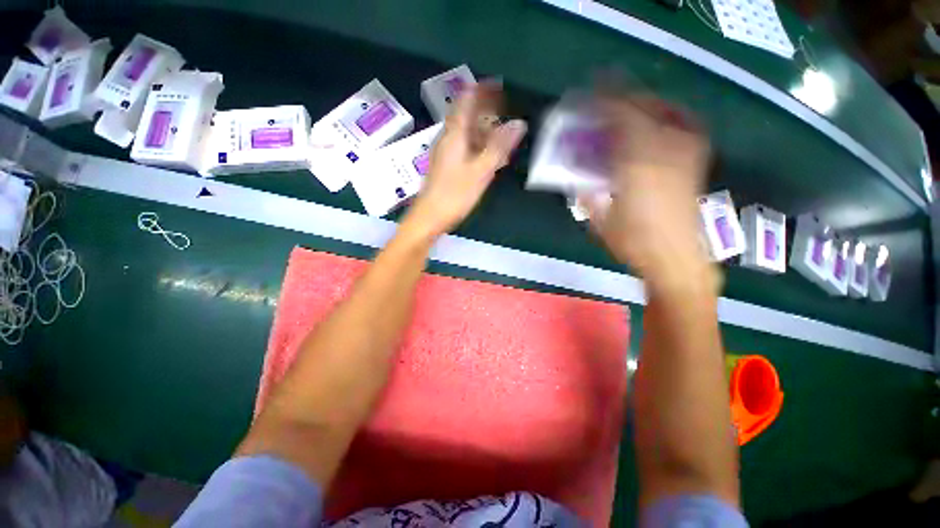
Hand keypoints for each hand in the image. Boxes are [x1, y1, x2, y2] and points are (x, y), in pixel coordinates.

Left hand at [405, 81, 526, 237]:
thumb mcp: (481, 171)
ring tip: (500, 131)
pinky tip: (487, 154)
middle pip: (465, 116)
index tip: (498, 85)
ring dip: (482, 129)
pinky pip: (464, 147)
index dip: (481, 90)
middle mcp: (447, 138)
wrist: (430, 217)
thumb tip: (519, 124)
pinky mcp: (446, 166)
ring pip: (465, 133)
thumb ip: (499, 147)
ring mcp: (445, 153)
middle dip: (485, 110)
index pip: (466, 101)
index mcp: (454, 134)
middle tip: (504, 109)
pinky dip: (477, 145)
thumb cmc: (455, 194)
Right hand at [581, 95, 714, 291]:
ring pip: (666, 111)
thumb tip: (577, 178)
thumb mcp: (600, 219)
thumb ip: (587, 193)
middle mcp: (664, 149)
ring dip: (644, 104)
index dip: (602, 102)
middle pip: (644, 106)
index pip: (620, 116)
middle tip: (605, 98)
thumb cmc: (634, 241)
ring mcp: (685, 152)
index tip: (587, 96)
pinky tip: (657, 124)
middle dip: (621, 97)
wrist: (677, 258)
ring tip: (628, 108)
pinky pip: (684, 125)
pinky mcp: (696, 161)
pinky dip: (667, 116)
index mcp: (636, 163)